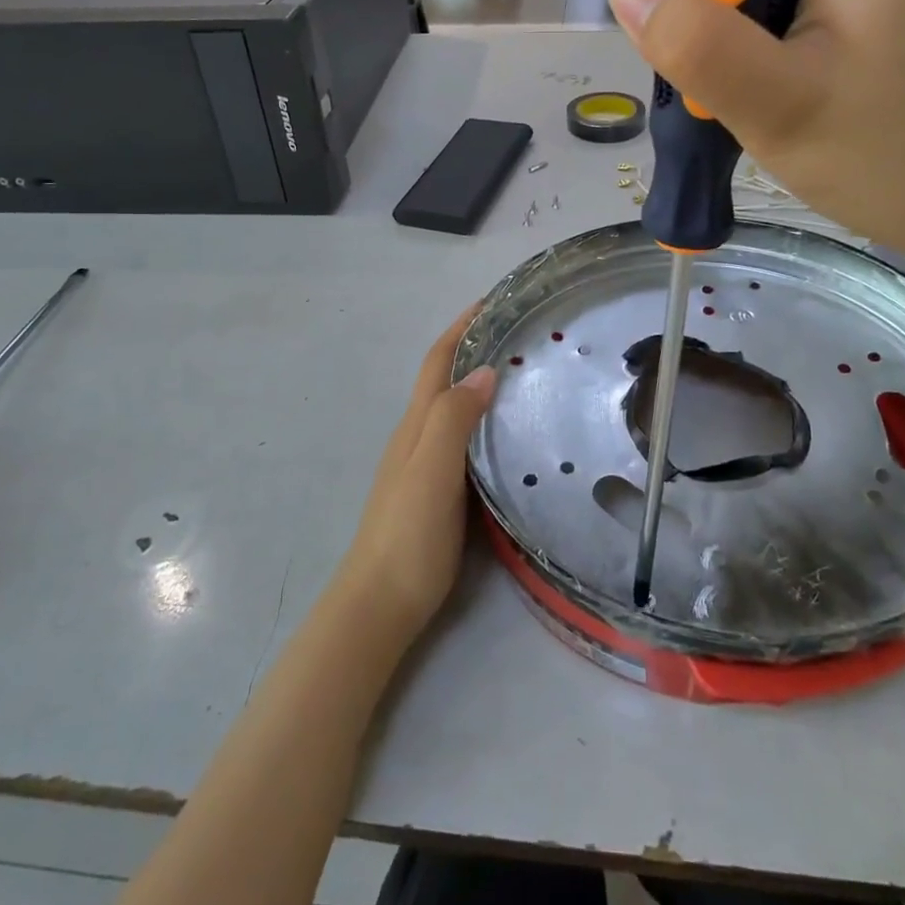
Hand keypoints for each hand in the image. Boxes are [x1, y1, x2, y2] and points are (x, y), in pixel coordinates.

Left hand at [337, 310, 497, 641]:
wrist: (381, 604)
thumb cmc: (408, 534)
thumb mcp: (431, 470)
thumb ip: (453, 419)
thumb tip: (484, 370)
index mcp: (416, 424)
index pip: (437, 361)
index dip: (461, 327)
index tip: (492, 301)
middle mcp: (417, 436)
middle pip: (444, 378)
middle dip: (475, 347)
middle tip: (520, 333)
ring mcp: (425, 464)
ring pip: (454, 408)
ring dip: (480, 382)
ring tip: (524, 373)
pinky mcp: (438, 491)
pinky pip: (464, 439)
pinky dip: (484, 420)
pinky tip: (509, 433)